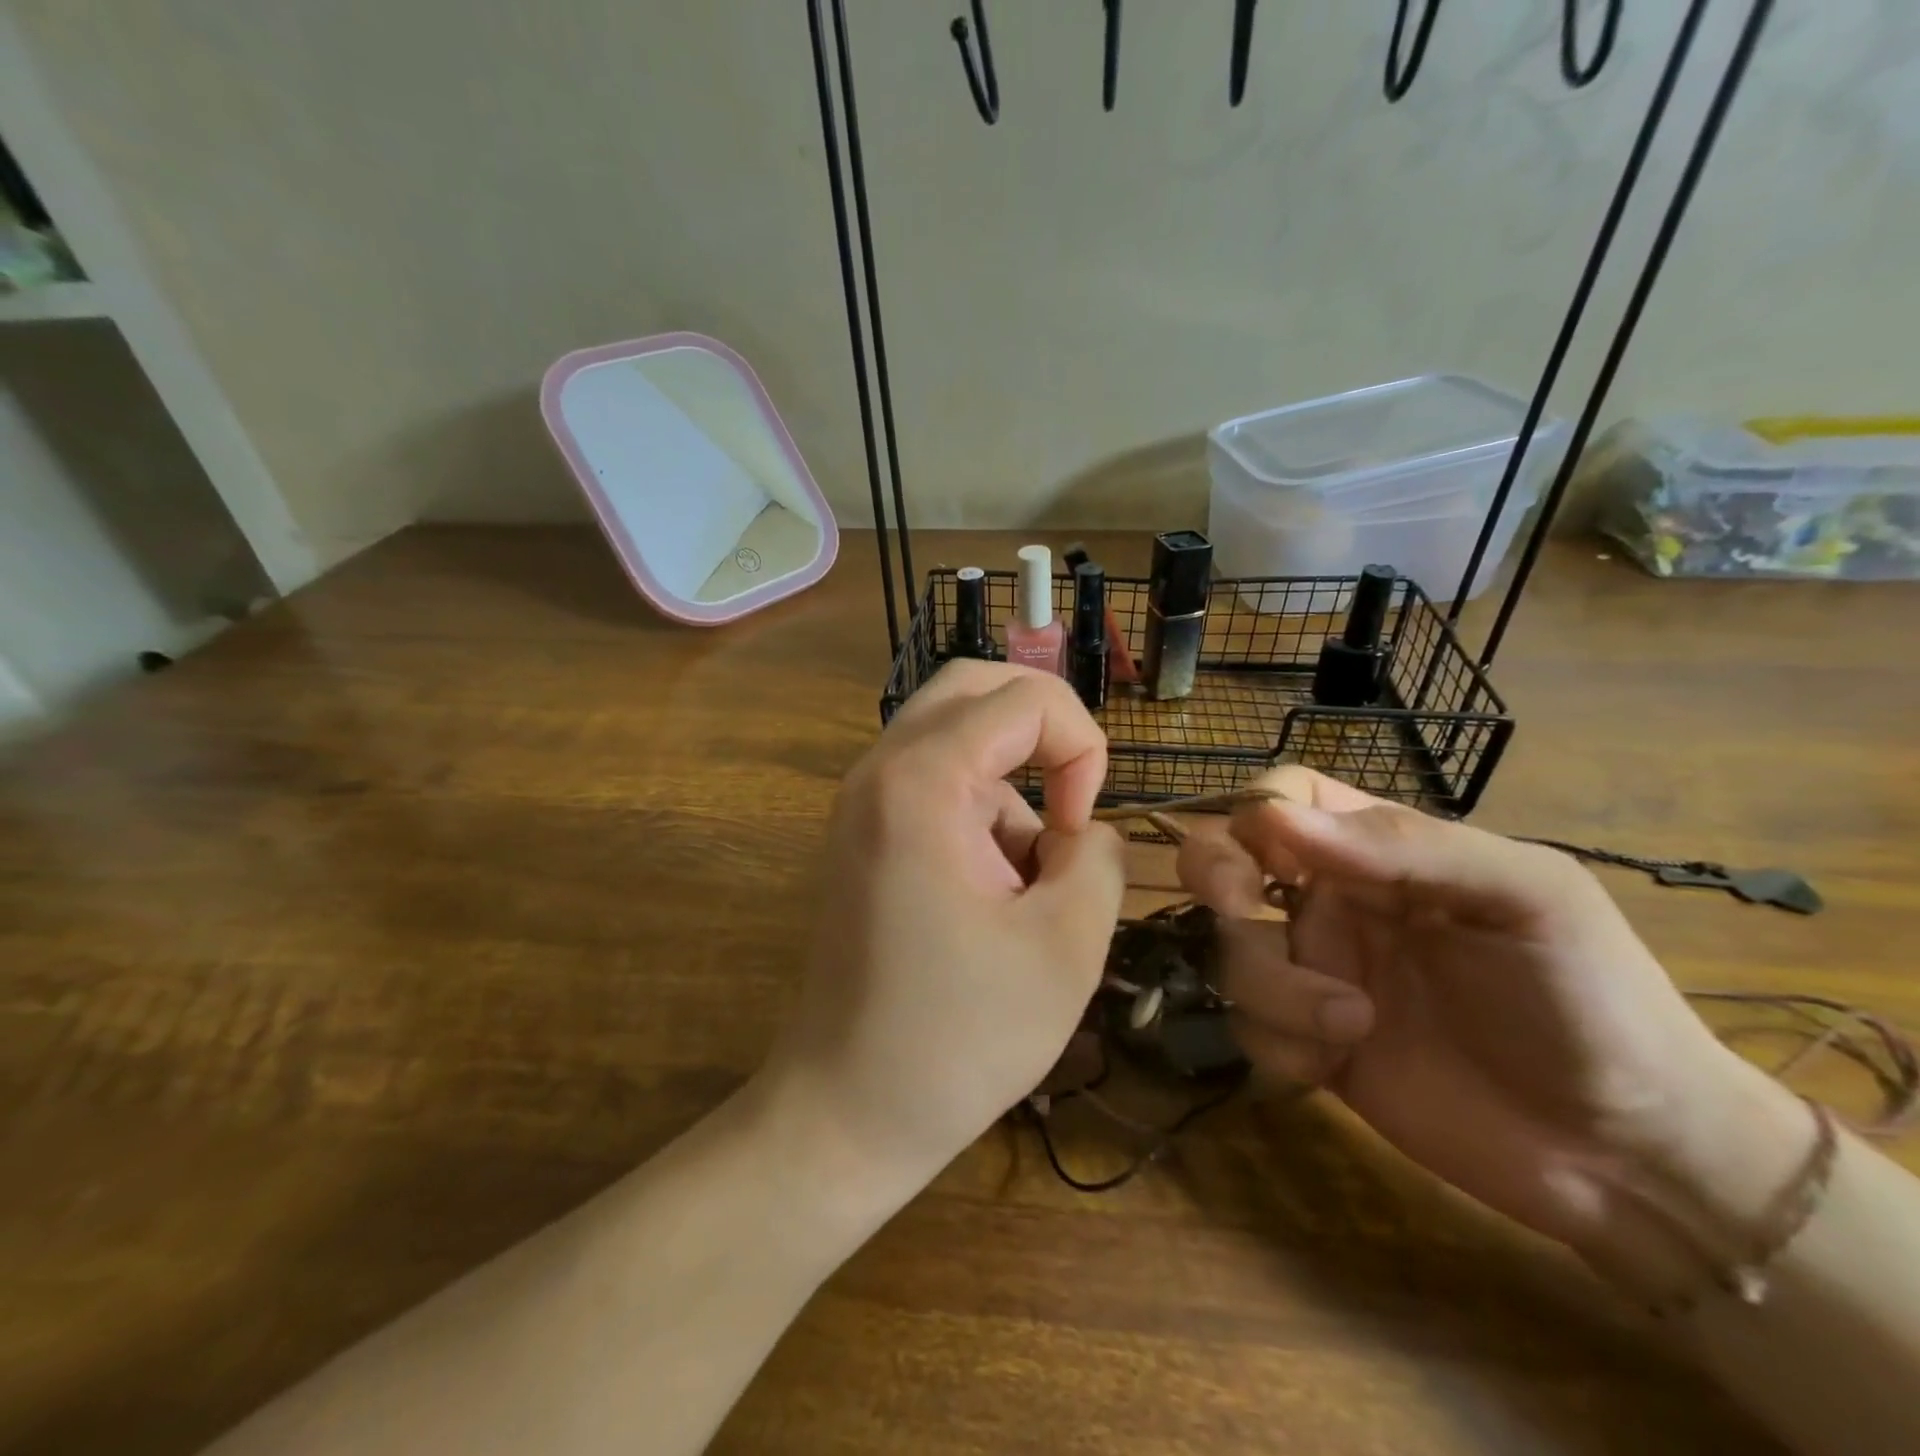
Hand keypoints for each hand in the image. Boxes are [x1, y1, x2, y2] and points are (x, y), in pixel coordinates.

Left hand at [762, 660, 1125, 1200]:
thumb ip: (1098, 856)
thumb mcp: (1067, 946)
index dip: (1080, 748)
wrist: (846, 1111)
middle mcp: (878, 770)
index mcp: (921, 782)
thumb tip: (1083, 827)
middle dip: (1043, 732)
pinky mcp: (861, 834)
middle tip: (1071, 804)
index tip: (1079, 830)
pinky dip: (979, 815)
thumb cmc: (958, 1037)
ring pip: (959, 740)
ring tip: (1021, 893)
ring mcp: (861, 801)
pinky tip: (986, 900)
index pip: (1023, 698)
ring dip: (1011, 790)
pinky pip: (935, 784)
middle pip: (974, 689)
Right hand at [1178, 767, 1808, 1291]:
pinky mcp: (1306, 1043)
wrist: (1630, 1158)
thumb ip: (1407, 844)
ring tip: (1353, 1024)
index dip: (1257, 812)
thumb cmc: (1591, 999)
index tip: (1273, 856)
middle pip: (1225, 858)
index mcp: (1379, 852)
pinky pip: (1247, 1025)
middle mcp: (1331, 901)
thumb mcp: (1527, 896)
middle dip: (1215, 876)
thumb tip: (1275, 819)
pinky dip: (1278, 1042)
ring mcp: (1315, 973)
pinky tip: (1336, 1064)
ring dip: (1271, 985)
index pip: (1283, 798)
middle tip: (1242, 913)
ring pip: (1229, 948)